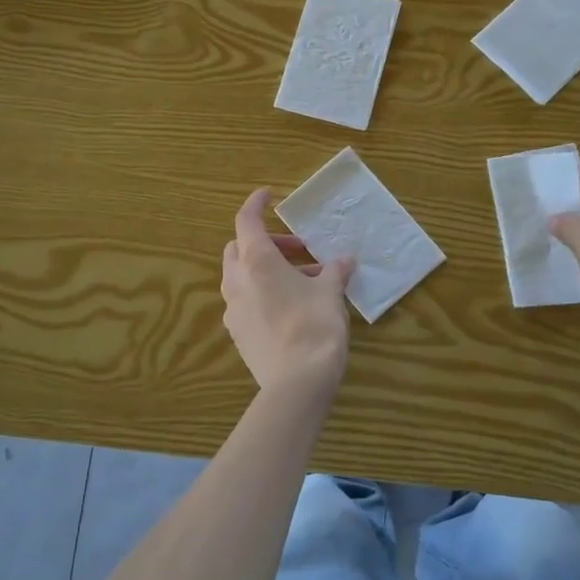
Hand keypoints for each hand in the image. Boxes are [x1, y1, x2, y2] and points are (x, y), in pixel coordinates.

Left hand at [221, 189, 355, 403]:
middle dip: (266, 242)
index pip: (246, 220)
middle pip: (239, 248)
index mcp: (256, 262)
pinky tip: (290, 306)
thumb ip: (335, 271)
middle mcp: (237, 281)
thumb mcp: (331, 293)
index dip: (256, 204)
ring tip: (303, 280)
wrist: (297, 383)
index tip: (269, 195)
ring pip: (241, 276)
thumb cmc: (314, 326)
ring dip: (266, 269)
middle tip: (297, 249)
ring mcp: (233, 310)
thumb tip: (345, 260)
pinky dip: (262, 292)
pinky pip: (245, 301)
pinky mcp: (238, 334)